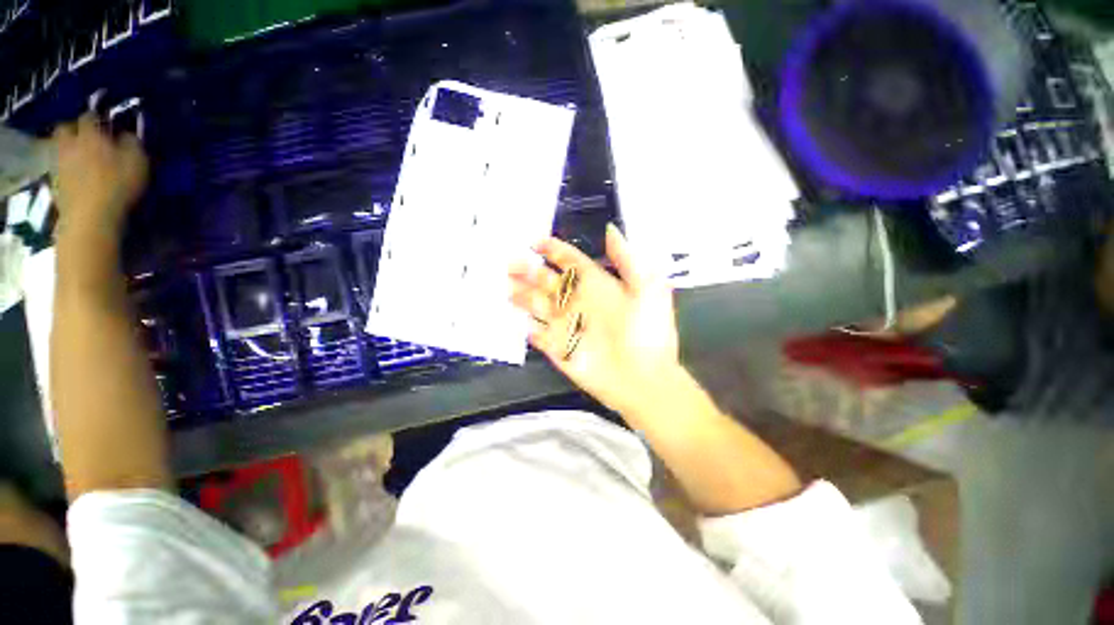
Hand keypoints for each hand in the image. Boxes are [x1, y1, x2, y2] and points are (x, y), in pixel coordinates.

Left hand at [52, 113, 147, 243]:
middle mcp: (70, 143)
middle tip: (85, 138)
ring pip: (59, 148)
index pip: (90, 117)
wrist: (90, 217)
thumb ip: (132, 144)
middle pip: (65, 128)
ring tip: (79, 157)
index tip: (105, 124)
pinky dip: (65, 169)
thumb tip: (127, 135)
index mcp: (90, 135)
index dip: (97, 119)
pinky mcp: (54, 182)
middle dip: (73, 130)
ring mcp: (58, 163)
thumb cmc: (118, 186)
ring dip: (67, 149)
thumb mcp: (137, 163)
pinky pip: (57, 168)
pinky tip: (74, 176)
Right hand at [510, 224, 683, 418]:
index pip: (570, 262)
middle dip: (528, 270)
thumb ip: (627, 258)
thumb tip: (611, 230)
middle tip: (509, 262)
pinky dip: (528, 328)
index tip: (534, 241)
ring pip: (538, 305)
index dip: (553, 250)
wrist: (644, 379)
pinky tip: (516, 320)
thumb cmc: (648, 331)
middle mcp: (579, 302)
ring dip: (521, 295)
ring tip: (505, 285)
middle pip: (547, 281)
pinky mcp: (559, 350)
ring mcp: (567, 326)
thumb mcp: (647, 287)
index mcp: (597, 285)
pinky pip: (539, 336)